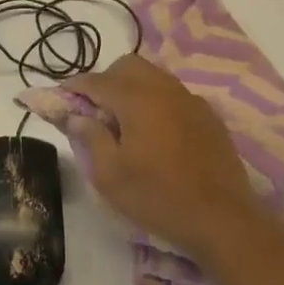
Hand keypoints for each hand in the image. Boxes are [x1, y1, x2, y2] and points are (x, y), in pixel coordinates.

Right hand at [67, 54, 266, 261]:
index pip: (97, 80)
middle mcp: (164, 89)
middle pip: (128, 66)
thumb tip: (77, 116)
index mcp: (137, 99)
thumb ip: (91, 138)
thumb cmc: (158, 198)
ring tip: (125, 121)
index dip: (75, 86)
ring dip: (133, 88)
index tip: (61, 97)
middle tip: (95, 110)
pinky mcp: (208, 115)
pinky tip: (156, 131)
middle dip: (106, 80)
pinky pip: (174, 94)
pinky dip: (157, 101)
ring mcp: (190, 99)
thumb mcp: (111, 176)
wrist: (222, 218)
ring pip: (154, 76)